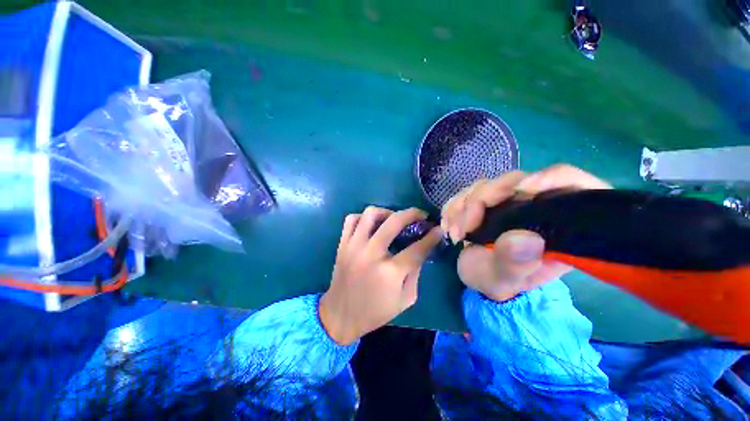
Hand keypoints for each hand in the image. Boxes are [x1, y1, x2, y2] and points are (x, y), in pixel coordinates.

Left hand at [319, 207, 441, 344]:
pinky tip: (372, 225)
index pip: (417, 248)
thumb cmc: (376, 312)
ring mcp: (354, 246)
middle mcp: (371, 253)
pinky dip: (364, 218)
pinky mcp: (342, 244)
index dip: (432, 237)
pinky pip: (352, 219)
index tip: (438, 229)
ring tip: (394, 219)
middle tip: (420, 215)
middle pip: (394, 221)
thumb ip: (416, 272)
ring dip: (387, 212)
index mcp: (390, 272)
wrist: (341, 315)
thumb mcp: (405, 299)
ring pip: (370, 214)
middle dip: (412, 214)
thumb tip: (421, 250)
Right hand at [441, 164, 610, 301]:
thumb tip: (527, 239)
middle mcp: (532, 205)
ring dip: (460, 206)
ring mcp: (506, 200)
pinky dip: (452, 206)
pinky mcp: (485, 200)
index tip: (524, 189)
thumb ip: (515, 264)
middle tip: (462, 229)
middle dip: (480, 200)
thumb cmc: (497, 281)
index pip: (571, 185)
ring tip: (453, 233)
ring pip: (484, 185)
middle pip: (513, 181)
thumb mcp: (504, 281)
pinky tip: (448, 225)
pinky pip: (466, 192)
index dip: (553, 178)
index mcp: (555, 224)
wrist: (477, 275)